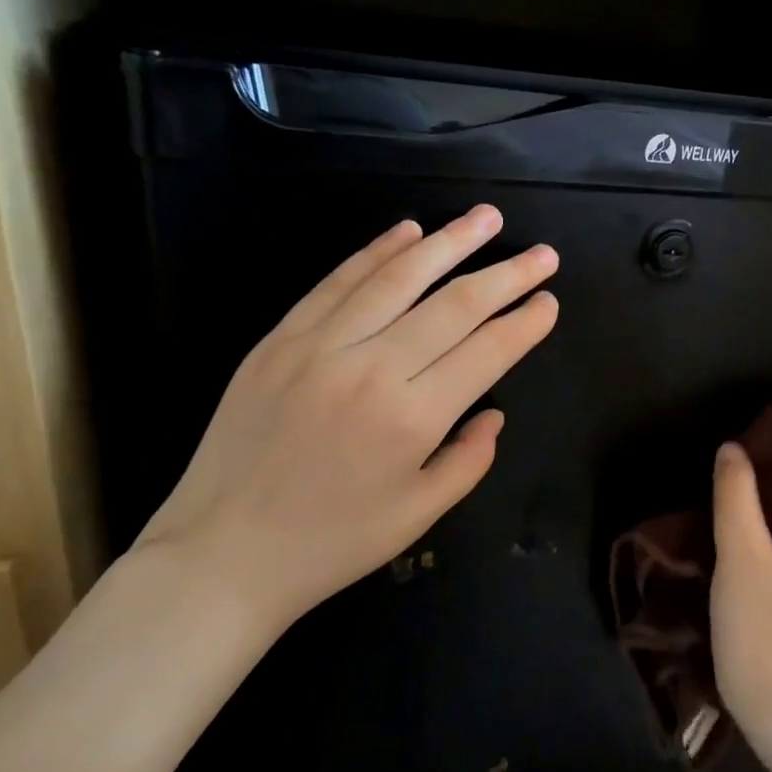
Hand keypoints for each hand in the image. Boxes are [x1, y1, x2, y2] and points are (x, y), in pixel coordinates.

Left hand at [133, 205, 557, 632]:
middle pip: (453, 304)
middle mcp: (371, 368)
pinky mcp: (280, 338)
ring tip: (485, 218)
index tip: (549, 301)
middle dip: (506, 275)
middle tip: (543, 254)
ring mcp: (320, 345)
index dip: (524, 323)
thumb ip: (469, 460)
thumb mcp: (418, 515)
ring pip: (397, 277)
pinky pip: (337, 282)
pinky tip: (407, 231)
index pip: (486, 351)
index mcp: (412, 418)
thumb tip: (494, 414)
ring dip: (448, 242)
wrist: (222, 553)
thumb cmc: (331, 544)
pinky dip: (376, 251)